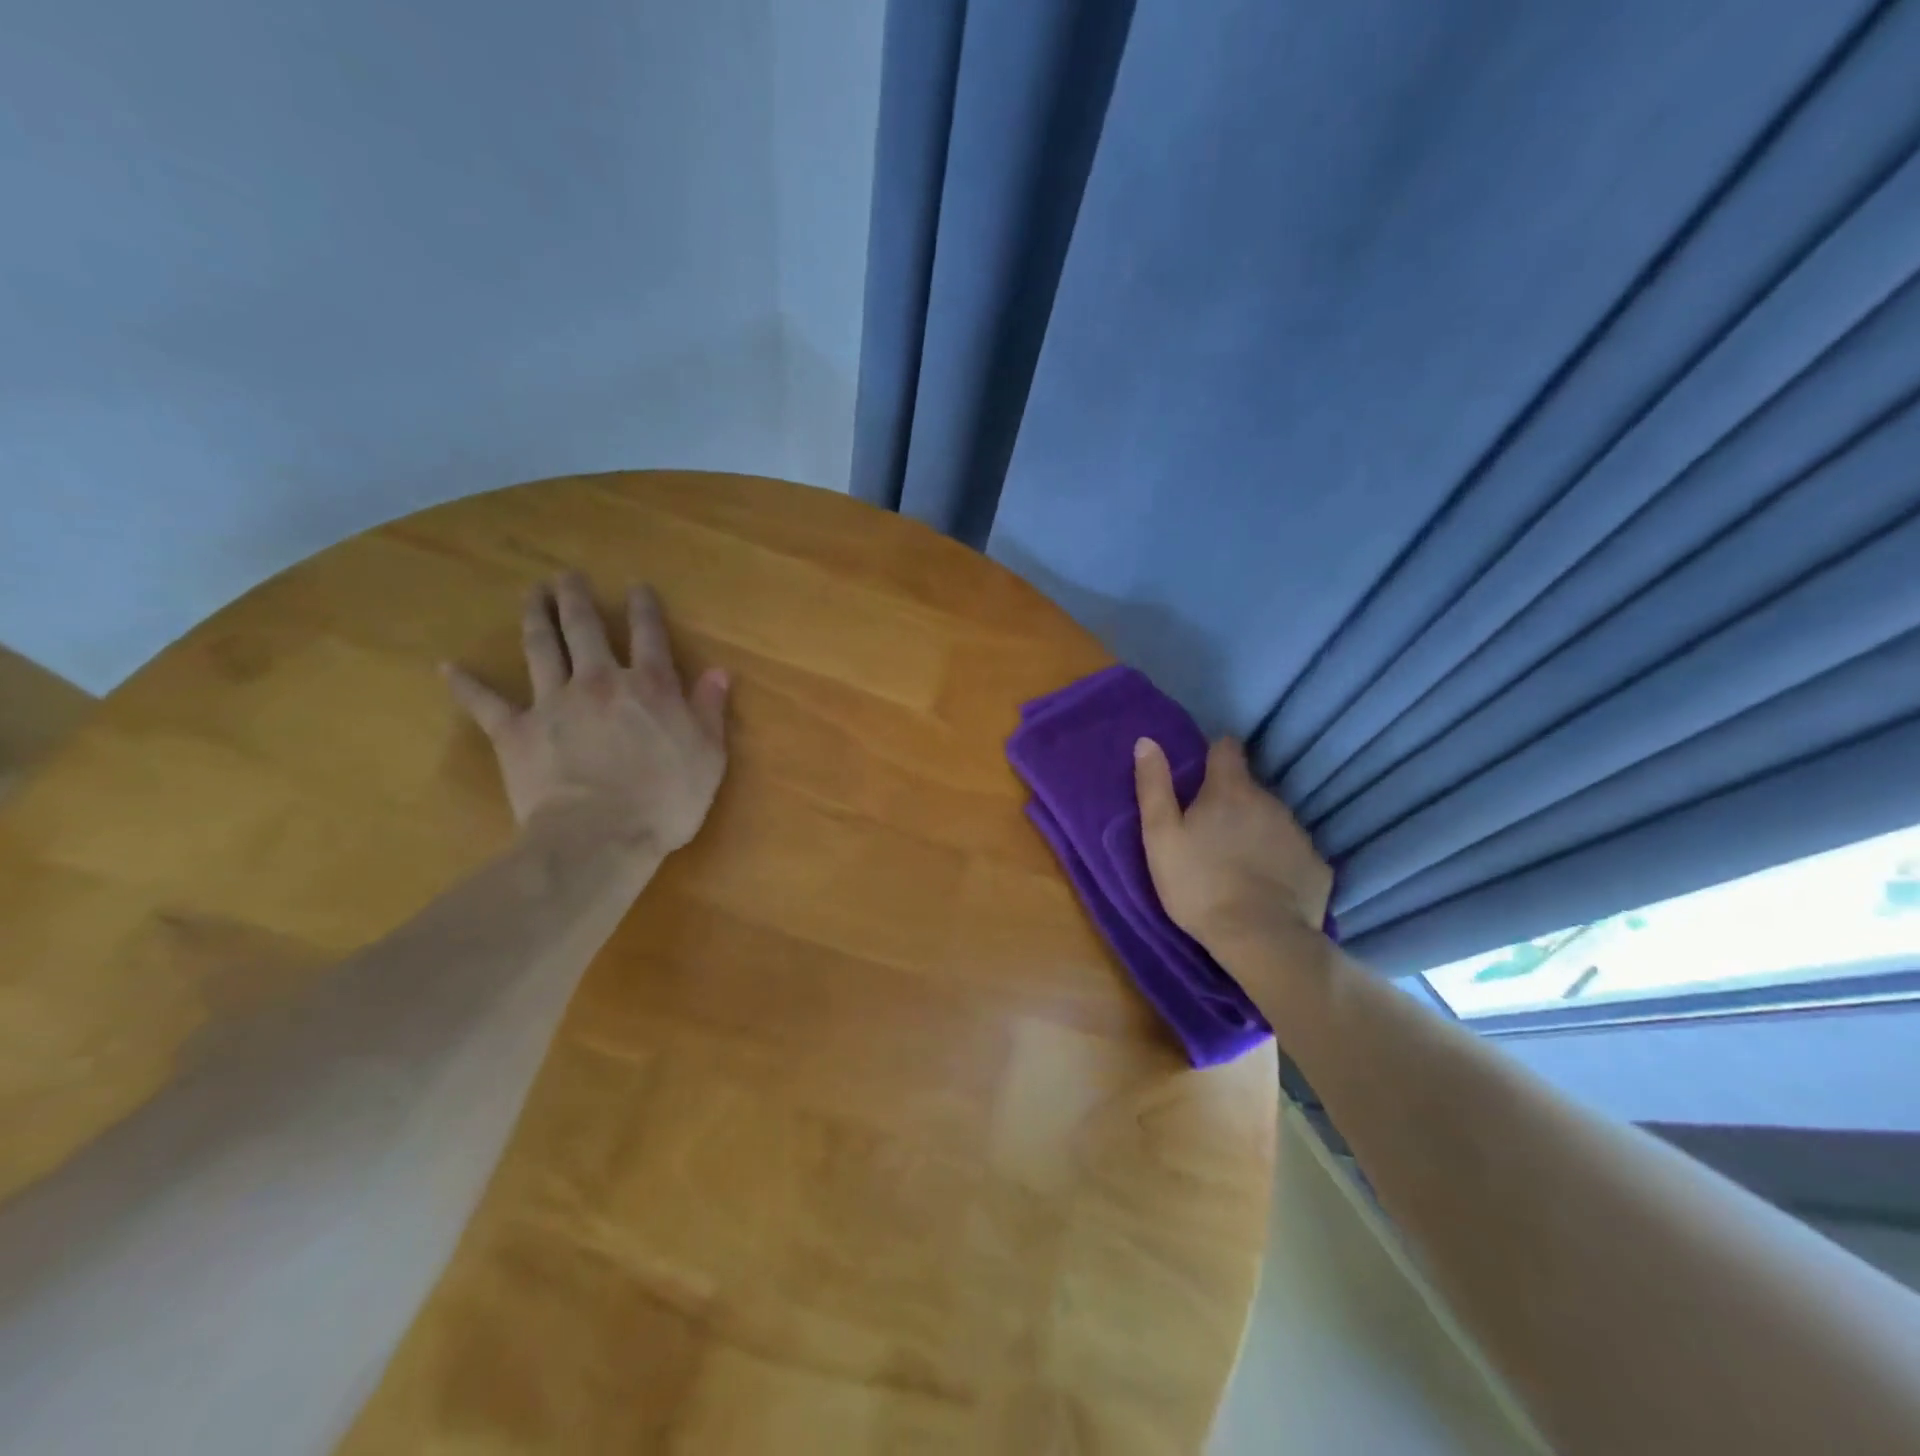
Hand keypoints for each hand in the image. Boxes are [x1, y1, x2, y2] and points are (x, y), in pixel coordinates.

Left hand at [442, 572, 729, 852]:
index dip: (644, 608)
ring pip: (540, 649)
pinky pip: (487, 703)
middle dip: (576, 598)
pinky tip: (449, 668)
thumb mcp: (709, 756)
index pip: (649, 635)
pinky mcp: (517, 732)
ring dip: (535, 617)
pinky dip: (467, 684)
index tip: (637, 587)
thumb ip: (710, 710)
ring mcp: (554, 703)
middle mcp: (601, 682)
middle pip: (585, 629)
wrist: (599, 837)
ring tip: (532, 594)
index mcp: (651, 687)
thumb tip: (718, 672)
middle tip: (567, 576)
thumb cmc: (666, 800)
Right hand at [1133, 735, 1332, 955]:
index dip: (1214, 755)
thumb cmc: (1198, 884)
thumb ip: (1153, 787)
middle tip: (1211, 832)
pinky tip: (1265, 885)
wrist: (1259, 938)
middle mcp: (1270, 801)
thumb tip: (1147, 741)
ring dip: (1255, 830)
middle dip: (1232, 801)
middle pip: (1249, 788)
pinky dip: (1279, 861)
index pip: (1227, 749)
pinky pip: (1293, 853)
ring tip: (1237, 862)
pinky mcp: (1317, 865)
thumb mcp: (1161, 836)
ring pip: (1272, 820)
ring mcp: (1298, 833)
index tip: (1202, 773)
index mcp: (1230, 790)